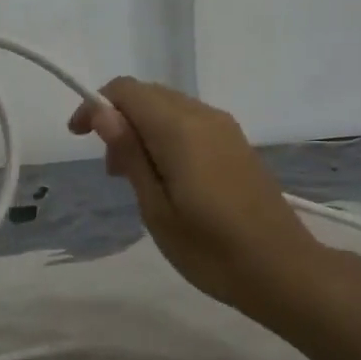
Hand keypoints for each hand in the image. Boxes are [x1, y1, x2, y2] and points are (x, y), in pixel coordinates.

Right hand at [69, 78, 325, 316]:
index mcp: (180, 129)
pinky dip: (167, 137)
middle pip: (149, 94)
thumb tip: (102, 112)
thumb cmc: (210, 249)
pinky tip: (167, 177)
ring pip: (171, 107)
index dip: (96, 105)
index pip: (127, 90)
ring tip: (135, 179)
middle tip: (110, 170)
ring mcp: (225, 128)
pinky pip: (191, 123)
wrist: (282, 269)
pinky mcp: (237, 144)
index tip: (78, 138)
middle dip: (119, 119)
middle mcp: (204, 116)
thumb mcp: (156, 209)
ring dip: (143, 129)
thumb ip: (130, 154)